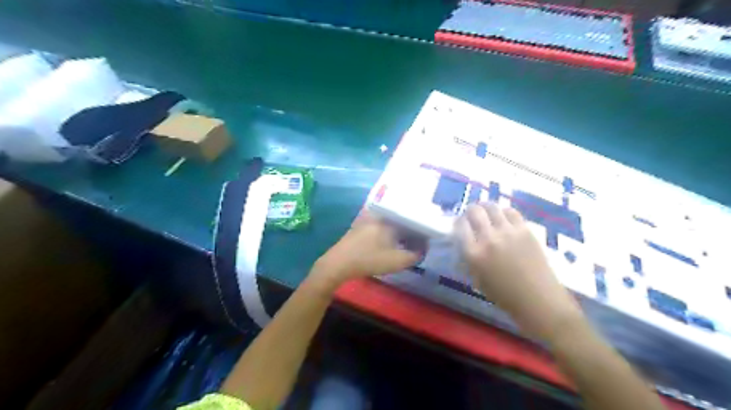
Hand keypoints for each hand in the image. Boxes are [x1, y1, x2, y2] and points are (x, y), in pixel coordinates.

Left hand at [311, 213, 420, 292]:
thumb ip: (415, 255)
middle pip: (401, 218)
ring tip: (406, 242)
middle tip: (418, 241)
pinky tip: (390, 241)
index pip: (412, 219)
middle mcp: (380, 214)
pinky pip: (381, 224)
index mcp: (390, 218)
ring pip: (391, 221)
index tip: (426, 239)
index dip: (421, 230)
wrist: (339, 263)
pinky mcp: (361, 224)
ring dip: (400, 230)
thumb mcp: (397, 261)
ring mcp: (369, 218)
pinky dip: (389, 231)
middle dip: (411, 229)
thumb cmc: (369, 260)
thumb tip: (422, 249)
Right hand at [455, 201, 583, 338]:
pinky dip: (503, 211)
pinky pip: (511, 212)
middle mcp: (488, 239)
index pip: (460, 226)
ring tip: (487, 211)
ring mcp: (508, 232)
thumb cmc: (504, 296)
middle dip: (470, 210)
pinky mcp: (525, 230)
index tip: (460, 223)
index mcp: (473, 254)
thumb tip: (466, 241)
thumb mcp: (477, 279)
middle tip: (472, 214)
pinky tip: (503, 217)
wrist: (538, 300)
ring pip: (492, 207)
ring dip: (486, 207)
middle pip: (474, 211)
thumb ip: (469, 258)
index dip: (458, 221)